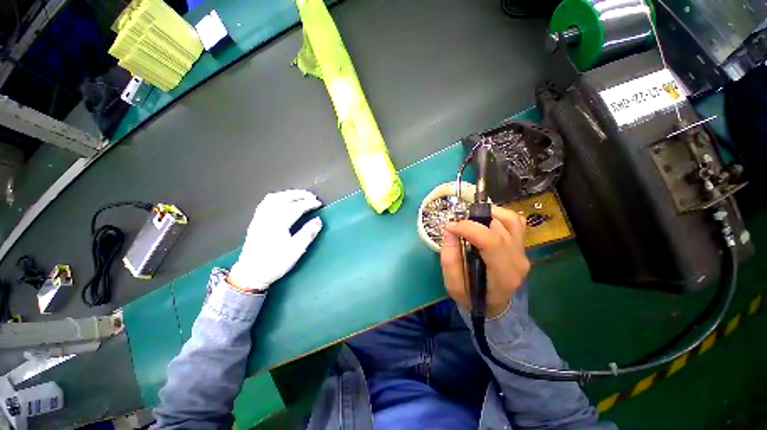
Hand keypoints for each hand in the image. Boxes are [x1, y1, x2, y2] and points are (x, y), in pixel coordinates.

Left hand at [228, 190, 322, 291]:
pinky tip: (283, 201)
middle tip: (312, 196)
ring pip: (273, 198)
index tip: (319, 203)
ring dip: (288, 194)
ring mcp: (259, 218)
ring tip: (300, 196)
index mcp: (278, 223)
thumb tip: (318, 220)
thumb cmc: (275, 262)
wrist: (250, 274)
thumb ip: (308, 233)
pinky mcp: (255, 221)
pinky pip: (266, 203)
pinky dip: (278, 198)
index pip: (296, 207)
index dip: (309, 203)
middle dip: (299, 195)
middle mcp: (267, 217)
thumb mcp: (295, 250)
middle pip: (283, 198)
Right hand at [440, 206, 529, 317]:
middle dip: (474, 219)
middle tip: (458, 225)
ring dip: (488, 213)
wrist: (494, 306)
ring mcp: (523, 252)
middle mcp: (518, 260)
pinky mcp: (522, 245)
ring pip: (510, 219)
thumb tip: (449, 230)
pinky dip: (500, 215)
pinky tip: (485, 220)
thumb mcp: (454, 286)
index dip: (468, 228)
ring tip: (471, 220)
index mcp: (503, 274)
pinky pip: (516, 221)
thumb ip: (449, 260)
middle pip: (500, 227)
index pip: (491, 241)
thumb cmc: (472, 297)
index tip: (450, 227)